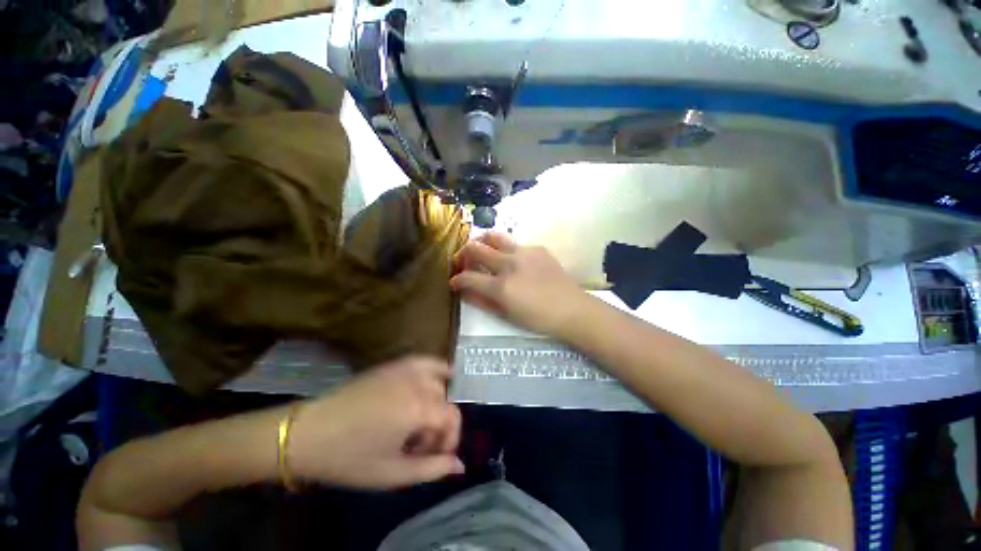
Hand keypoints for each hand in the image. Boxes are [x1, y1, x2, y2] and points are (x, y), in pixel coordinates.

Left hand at [289, 356, 463, 489]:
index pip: (452, 418)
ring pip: (437, 383)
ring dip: (437, 403)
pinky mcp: (394, 365)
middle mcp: (417, 383)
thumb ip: (431, 469)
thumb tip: (459, 465)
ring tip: (420, 421)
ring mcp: (405, 370)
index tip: (436, 457)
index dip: (450, 439)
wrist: (309, 434)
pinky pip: (425, 361)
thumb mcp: (392, 473)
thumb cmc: (350, 458)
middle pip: (444, 402)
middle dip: (438, 426)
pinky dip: (438, 368)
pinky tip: (445, 374)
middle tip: (419, 446)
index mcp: (418, 409)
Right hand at [450, 232, 587, 337]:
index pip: (468, 277)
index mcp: (501, 286)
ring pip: (494, 236)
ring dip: (482, 241)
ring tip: (481, 248)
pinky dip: (506, 250)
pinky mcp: (537, 248)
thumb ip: (482, 301)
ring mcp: (524, 252)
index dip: (456, 280)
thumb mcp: (506, 314)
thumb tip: (464, 291)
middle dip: (462, 253)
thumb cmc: (538, 318)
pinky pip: (515, 244)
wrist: (571, 308)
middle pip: (476, 248)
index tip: (454, 282)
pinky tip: (512, 260)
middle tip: (462, 260)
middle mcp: (509, 264)